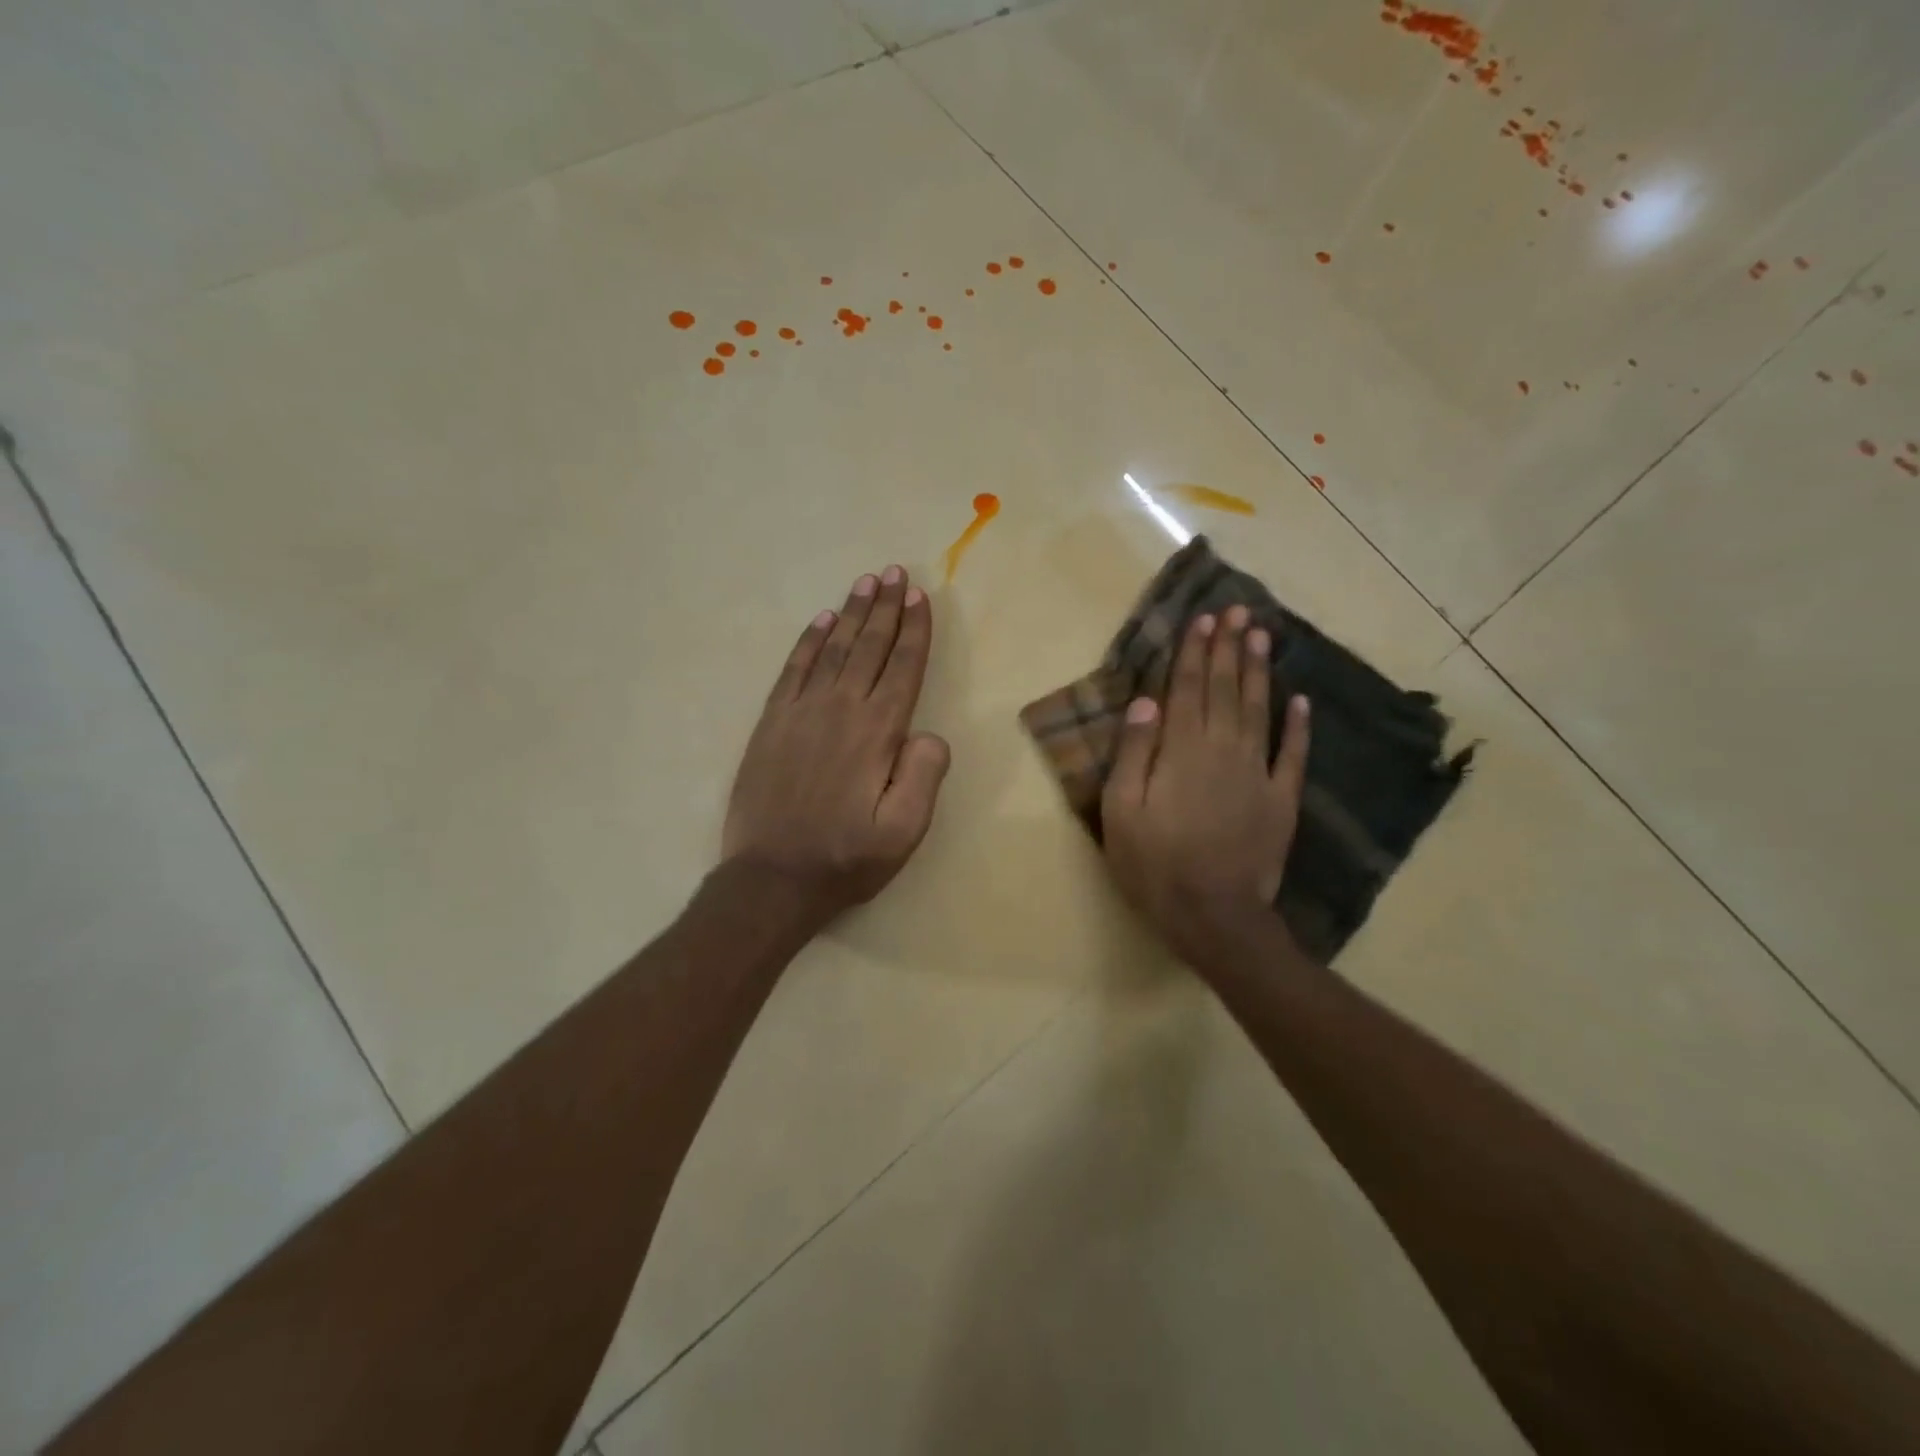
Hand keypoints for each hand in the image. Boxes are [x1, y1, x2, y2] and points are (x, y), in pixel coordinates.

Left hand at [722, 566, 950, 925]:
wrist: (770, 880)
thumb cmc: (844, 858)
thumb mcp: (903, 832)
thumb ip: (923, 777)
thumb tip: (929, 734)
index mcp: (876, 734)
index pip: (902, 669)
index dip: (914, 631)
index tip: (920, 597)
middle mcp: (840, 710)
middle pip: (868, 647)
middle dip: (885, 608)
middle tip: (895, 572)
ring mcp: (800, 713)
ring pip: (832, 649)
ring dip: (851, 613)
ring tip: (865, 582)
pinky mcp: (771, 724)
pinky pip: (793, 670)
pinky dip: (809, 642)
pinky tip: (821, 622)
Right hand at [1100, 604, 1310, 967]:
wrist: (1213, 915)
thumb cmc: (1154, 865)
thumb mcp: (1121, 811)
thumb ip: (1134, 753)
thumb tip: (1146, 702)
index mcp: (1181, 751)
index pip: (1187, 690)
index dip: (1194, 653)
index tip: (1203, 620)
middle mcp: (1221, 750)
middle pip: (1225, 690)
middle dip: (1228, 649)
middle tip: (1237, 611)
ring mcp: (1256, 773)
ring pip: (1258, 710)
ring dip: (1259, 671)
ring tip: (1262, 636)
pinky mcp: (1280, 799)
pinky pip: (1291, 754)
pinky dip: (1297, 725)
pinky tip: (1300, 699)